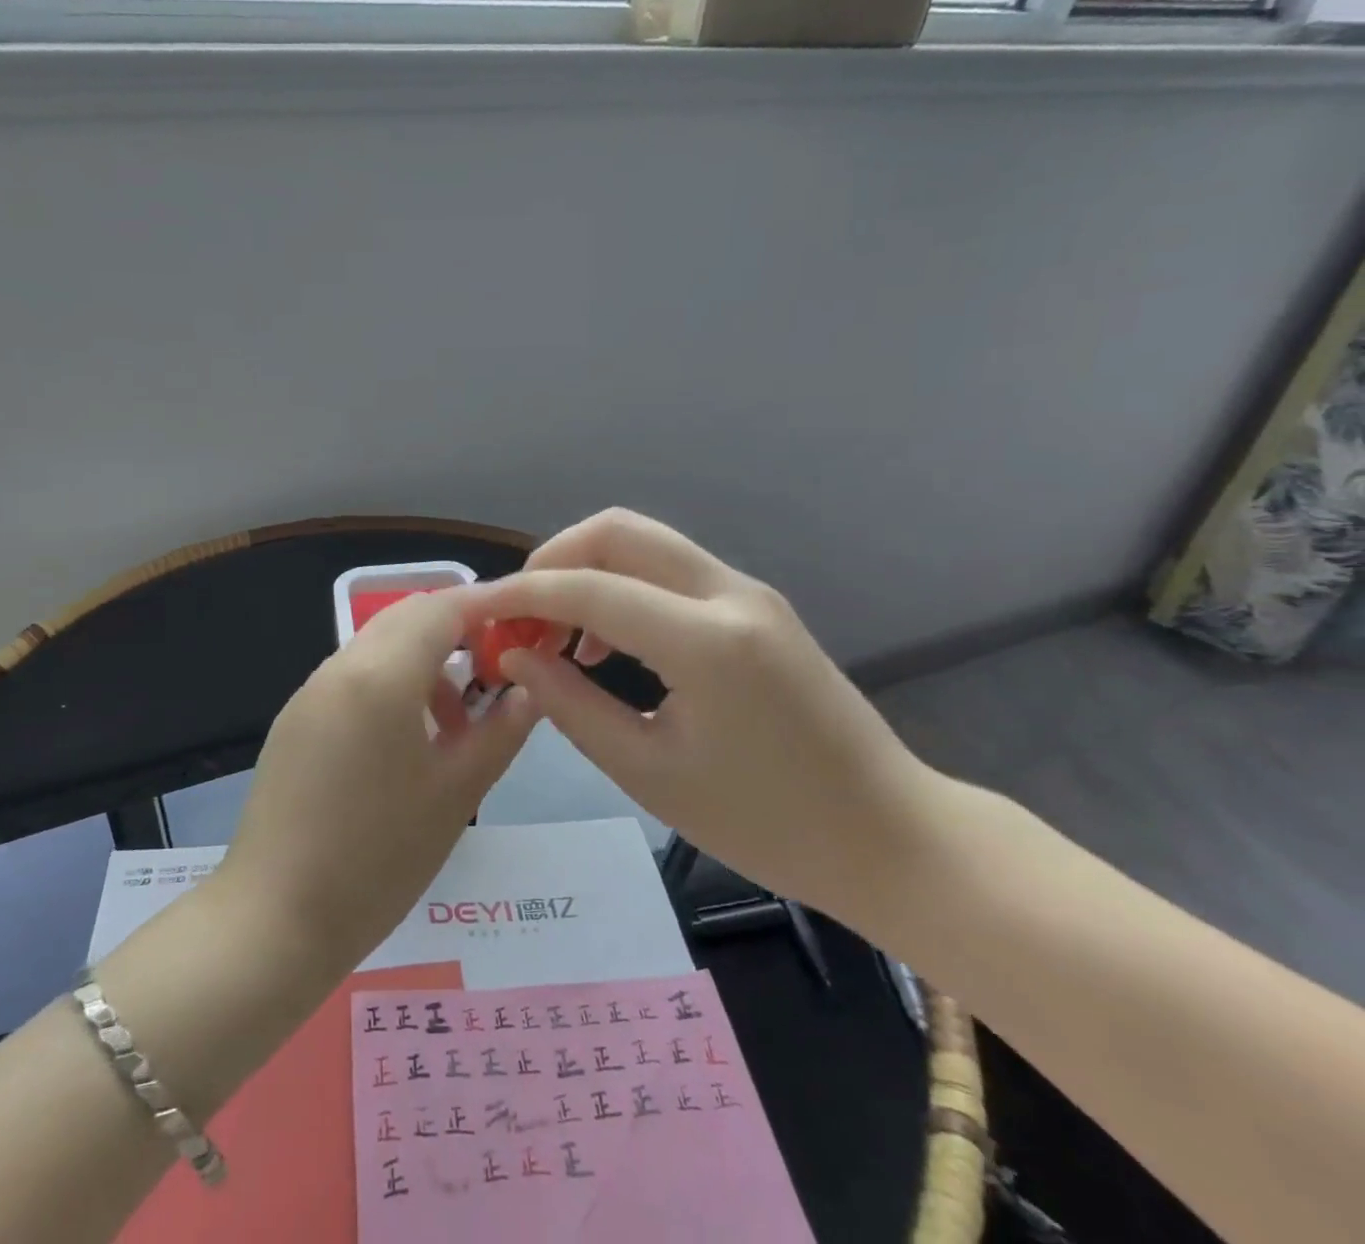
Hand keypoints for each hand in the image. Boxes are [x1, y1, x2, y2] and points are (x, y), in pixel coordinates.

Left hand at [217, 588, 539, 975]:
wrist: (275, 918)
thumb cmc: (379, 857)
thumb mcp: (457, 793)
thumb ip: (500, 730)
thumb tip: (530, 689)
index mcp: (381, 675)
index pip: (442, 607)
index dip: (487, 607)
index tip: (524, 626)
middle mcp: (340, 667)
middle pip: (407, 618)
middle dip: (457, 631)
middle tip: (496, 673)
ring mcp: (310, 692)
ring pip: (378, 646)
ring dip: (423, 661)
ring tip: (454, 723)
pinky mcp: (295, 720)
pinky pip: (353, 677)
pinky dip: (391, 684)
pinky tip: (407, 742)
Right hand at [463, 509, 943, 922]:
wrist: (890, 835)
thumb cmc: (767, 824)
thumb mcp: (649, 774)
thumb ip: (570, 705)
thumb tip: (513, 657)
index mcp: (707, 641)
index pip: (589, 588)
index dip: (522, 595)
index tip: (476, 614)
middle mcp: (729, 593)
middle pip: (618, 530)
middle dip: (553, 560)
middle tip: (520, 615)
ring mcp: (747, 592)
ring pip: (644, 542)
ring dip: (587, 571)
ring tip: (556, 637)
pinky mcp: (754, 605)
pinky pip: (669, 571)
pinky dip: (622, 587)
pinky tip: (606, 644)